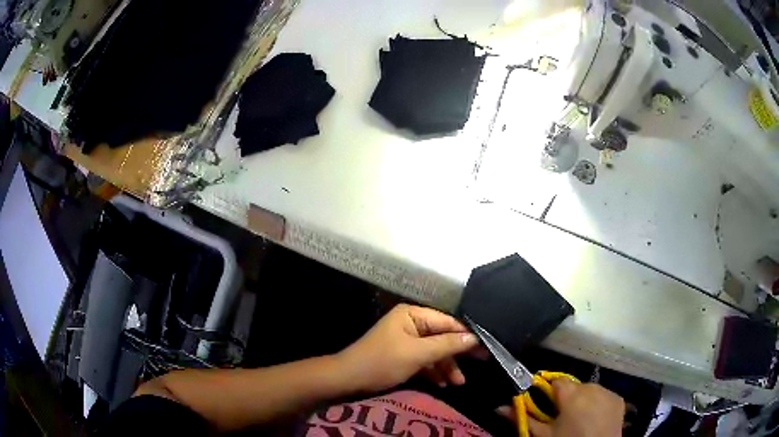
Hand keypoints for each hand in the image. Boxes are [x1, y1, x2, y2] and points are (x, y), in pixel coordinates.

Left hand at [337, 304, 478, 392]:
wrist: (349, 379)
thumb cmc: (382, 361)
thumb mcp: (417, 354)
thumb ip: (446, 345)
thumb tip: (474, 338)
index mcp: (413, 315)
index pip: (447, 322)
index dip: (466, 335)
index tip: (486, 347)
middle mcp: (412, 323)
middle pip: (443, 337)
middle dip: (457, 354)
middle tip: (481, 363)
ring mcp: (408, 340)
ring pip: (435, 351)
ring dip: (446, 366)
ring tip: (458, 383)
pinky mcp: (404, 355)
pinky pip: (425, 360)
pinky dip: (434, 371)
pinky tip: (443, 384)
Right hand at [527, 379, 623, 436]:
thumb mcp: (544, 434)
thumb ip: (523, 418)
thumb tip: (499, 407)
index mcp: (571, 394)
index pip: (557, 380)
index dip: (550, 391)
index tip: (546, 403)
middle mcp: (592, 387)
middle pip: (574, 386)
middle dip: (567, 398)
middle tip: (562, 416)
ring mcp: (608, 392)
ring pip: (589, 390)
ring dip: (583, 400)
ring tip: (579, 419)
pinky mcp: (618, 399)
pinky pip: (604, 395)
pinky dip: (597, 403)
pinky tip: (594, 418)